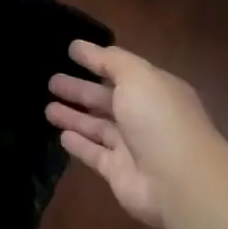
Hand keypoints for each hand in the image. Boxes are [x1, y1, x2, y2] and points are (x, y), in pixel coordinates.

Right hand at [46, 41, 215, 228]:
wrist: (180, 182)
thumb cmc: (159, 119)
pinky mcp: (119, 172)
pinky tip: (62, 136)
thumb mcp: (137, 76)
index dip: (97, 61)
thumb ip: (109, 60)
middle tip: (51, 81)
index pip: (122, 71)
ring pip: (97, 126)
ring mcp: (132, 146)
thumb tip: (81, 46)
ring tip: (48, 108)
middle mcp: (144, 116)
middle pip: (106, 99)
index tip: (70, 52)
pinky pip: (94, 154)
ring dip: (74, 116)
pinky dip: (79, 145)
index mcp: (154, 90)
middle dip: (80, 89)